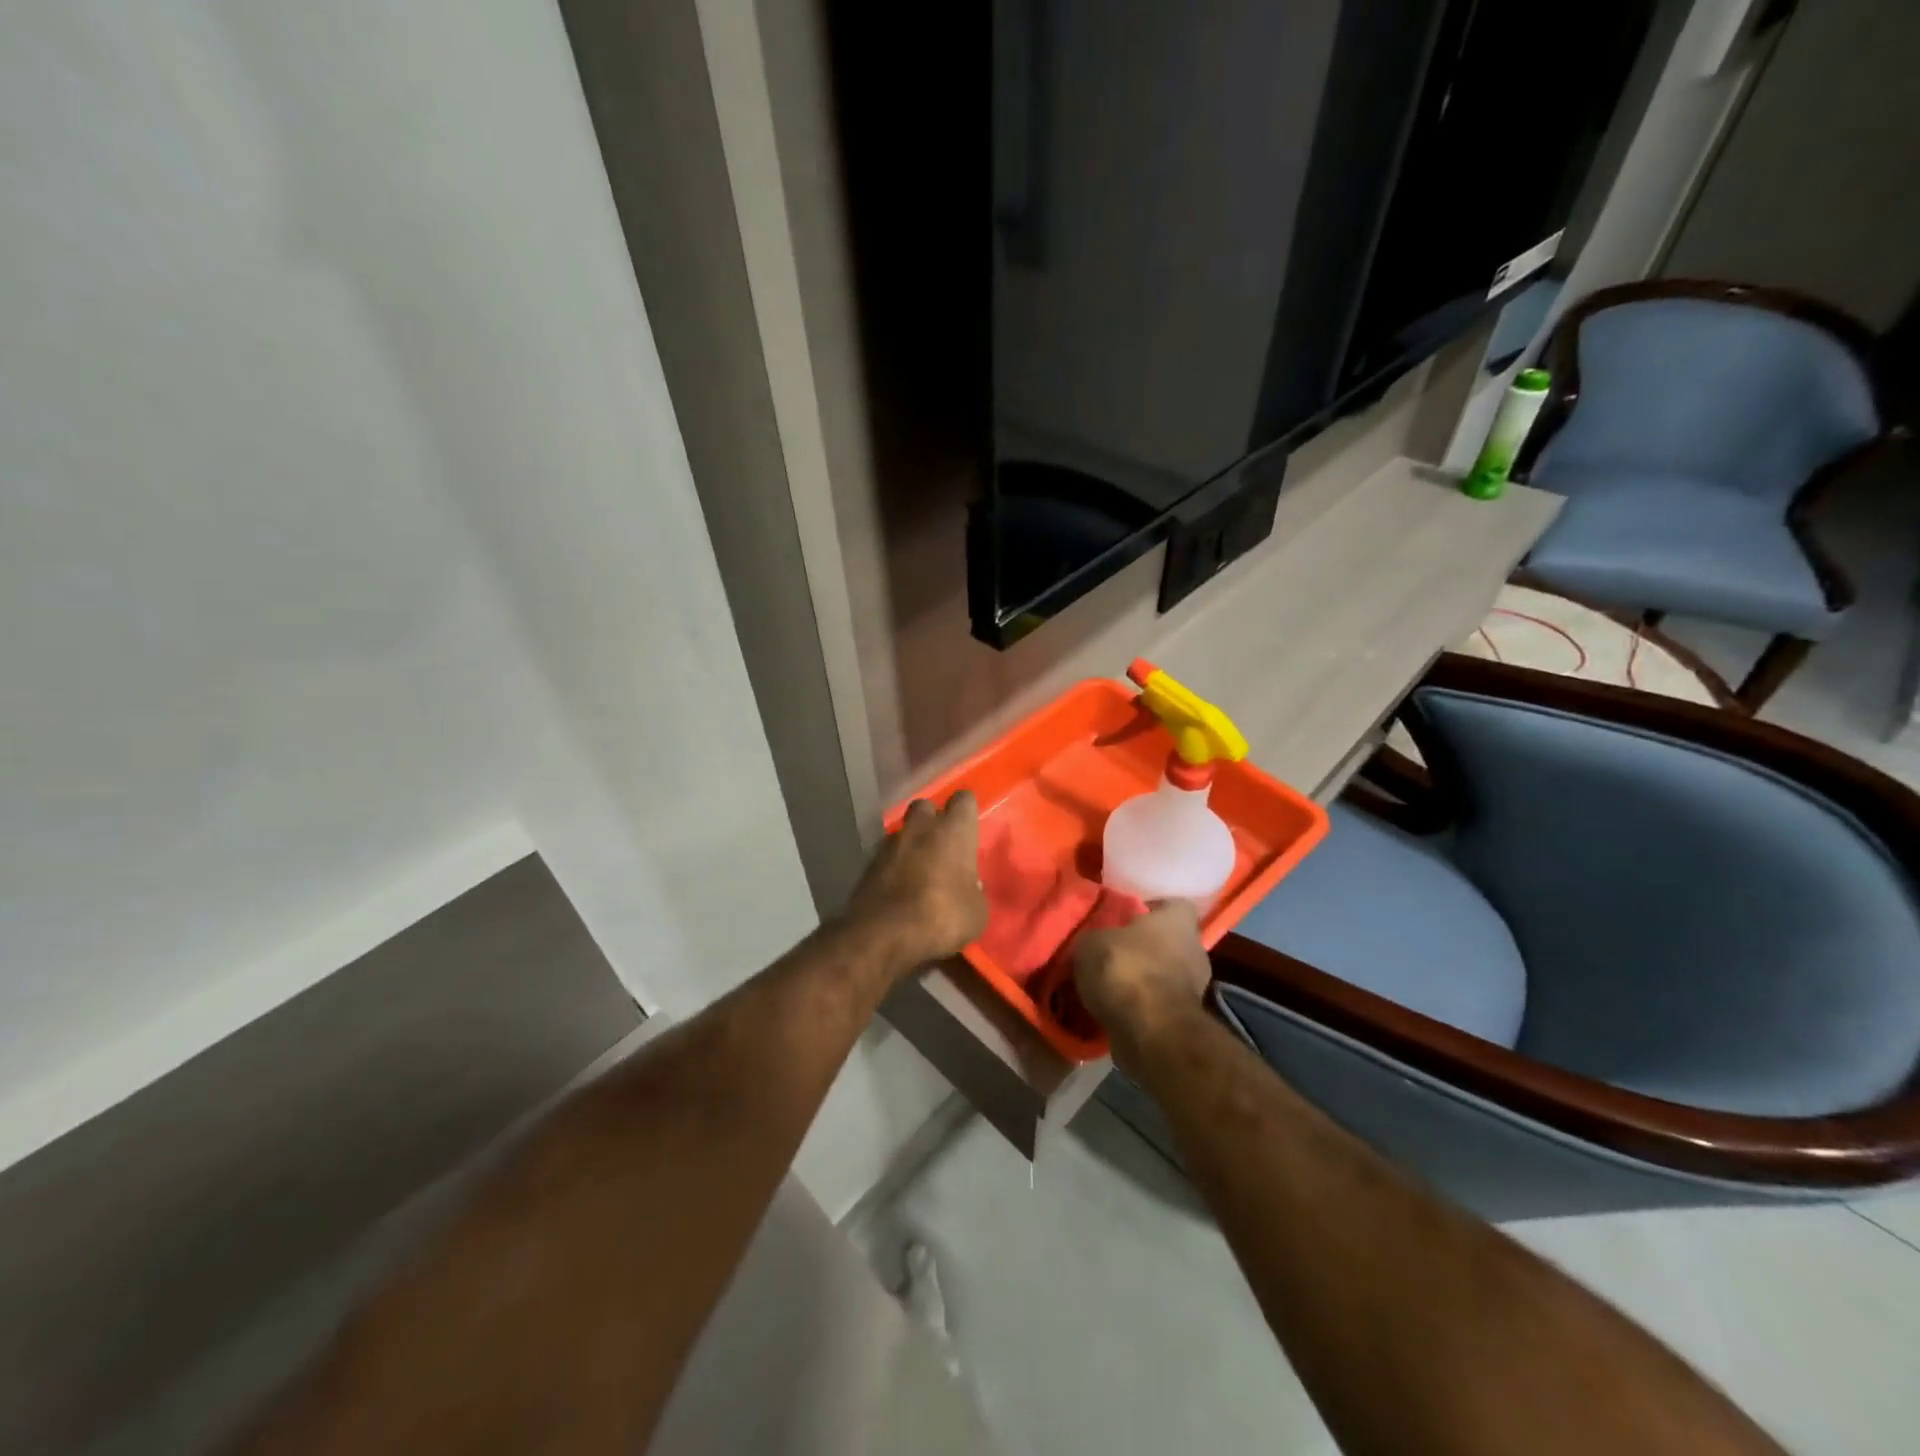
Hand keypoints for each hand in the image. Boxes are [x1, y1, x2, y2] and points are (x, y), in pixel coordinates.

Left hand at [846, 793, 987, 972]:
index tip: (969, 827)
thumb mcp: (976, 912)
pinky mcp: (868, 863)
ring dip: (912, 844)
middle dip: (933, 820)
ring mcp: (890, 843)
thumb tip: (969, 886)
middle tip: (942, 845)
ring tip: (920, 869)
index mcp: (953, 830)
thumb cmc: (943, 916)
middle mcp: (920, 827)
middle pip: (926, 807)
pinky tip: (900, 886)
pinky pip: (886, 855)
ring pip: (904, 831)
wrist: (884, 933)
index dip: (967, 811)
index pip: (964, 799)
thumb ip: (974, 891)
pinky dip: (894, 864)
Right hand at [1073, 901, 1210, 1051]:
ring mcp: (1194, 988)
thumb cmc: (1124, 969)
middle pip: (1168, 942)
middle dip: (1142, 948)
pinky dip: (1139, 1006)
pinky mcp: (1184, 1020)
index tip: (1125, 917)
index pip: (1173, 905)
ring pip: (1162, 975)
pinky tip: (1112, 1009)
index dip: (1150, 909)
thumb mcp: (1091, 942)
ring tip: (1106, 984)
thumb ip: (1096, 938)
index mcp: (1178, 921)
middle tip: (1110, 951)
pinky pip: (1157, 1004)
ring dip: (1140, 979)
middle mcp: (1194, 950)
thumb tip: (1095, 943)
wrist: (1149, 1031)